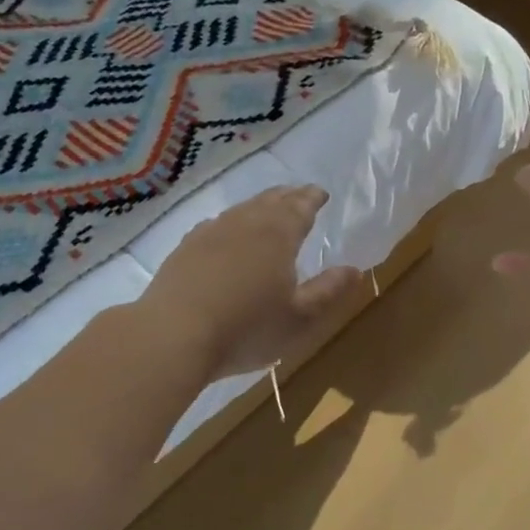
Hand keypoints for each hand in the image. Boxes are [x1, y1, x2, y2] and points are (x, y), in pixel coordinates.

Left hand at [139, 185, 364, 380]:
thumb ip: (328, 291)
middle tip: (298, 194)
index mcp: (278, 234)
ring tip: (267, 209)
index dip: (312, 198)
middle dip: (287, 196)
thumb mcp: (299, 318)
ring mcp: (210, 232)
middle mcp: (245, 223)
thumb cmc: (247, 329)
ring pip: (241, 210)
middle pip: (270, 201)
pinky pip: (216, 224)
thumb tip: (355, 269)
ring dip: (258, 206)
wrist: (174, 335)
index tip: (320, 193)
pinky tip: (225, 233)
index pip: (300, 207)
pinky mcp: (185, 248)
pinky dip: (230, 223)